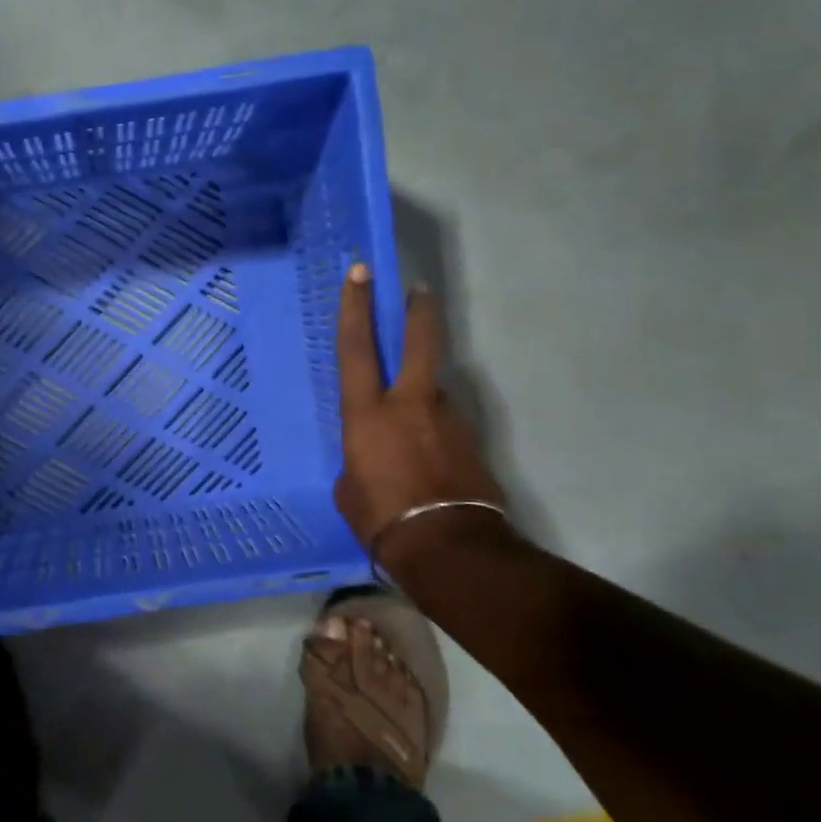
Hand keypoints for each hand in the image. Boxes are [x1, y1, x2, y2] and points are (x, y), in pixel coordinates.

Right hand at [335, 264, 505, 563]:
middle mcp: (410, 405)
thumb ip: (358, 459)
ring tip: (408, 437)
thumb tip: (374, 454)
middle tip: (419, 291)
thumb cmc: (380, 518)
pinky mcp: (471, 441)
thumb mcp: (349, 488)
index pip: (357, 349)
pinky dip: (435, 433)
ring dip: (422, 399)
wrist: (447, 547)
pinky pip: (445, 426)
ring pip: (433, 391)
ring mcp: (447, 420)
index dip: (355, 308)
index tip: (360, 274)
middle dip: (418, 313)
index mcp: (368, 414)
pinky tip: (428, 463)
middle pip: (418, 343)